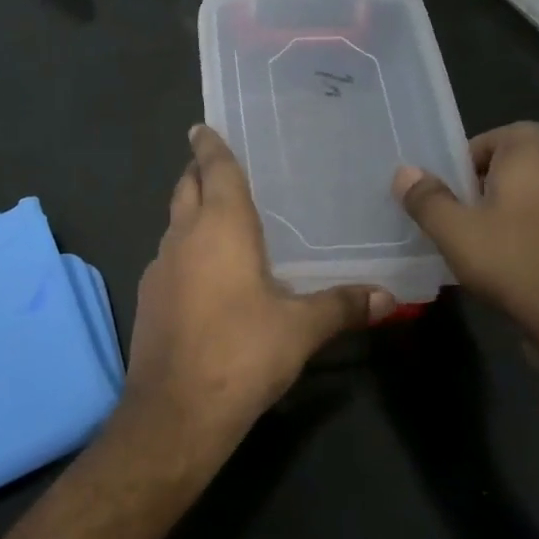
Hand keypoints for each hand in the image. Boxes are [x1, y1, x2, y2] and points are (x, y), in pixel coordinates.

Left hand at [122, 126, 393, 450]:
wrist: (175, 412)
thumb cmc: (241, 354)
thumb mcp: (300, 329)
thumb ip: (343, 306)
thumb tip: (389, 298)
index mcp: (220, 228)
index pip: (214, 170)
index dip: (210, 146)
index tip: (202, 127)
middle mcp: (183, 238)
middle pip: (186, 189)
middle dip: (197, 172)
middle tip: (215, 163)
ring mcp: (159, 268)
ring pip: (174, 223)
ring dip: (190, 210)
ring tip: (217, 213)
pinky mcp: (148, 298)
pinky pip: (168, 256)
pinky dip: (185, 248)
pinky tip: (205, 271)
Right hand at [393, 123, 538, 367]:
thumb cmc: (516, 264)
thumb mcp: (455, 233)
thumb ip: (428, 200)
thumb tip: (406, 172)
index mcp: (530, 163)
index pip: (515, 130)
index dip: (482, 146)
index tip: (457, 177)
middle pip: (521, 166)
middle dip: (485, 185)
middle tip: (457, 215)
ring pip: (534, 200)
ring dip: (505, 214)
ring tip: (477, 247)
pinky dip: (526, 240)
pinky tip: (508, 272)